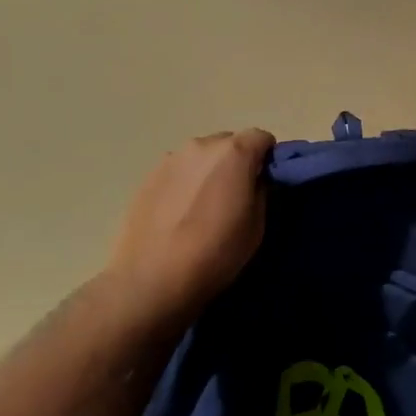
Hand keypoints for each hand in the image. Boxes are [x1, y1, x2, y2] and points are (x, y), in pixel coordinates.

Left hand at [106, 129, 275, 315]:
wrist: (152, 279)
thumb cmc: (215, 253)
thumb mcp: (257, 226)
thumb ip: (261, 191)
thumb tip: (255, 180)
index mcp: (233, 153)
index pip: (261, 137)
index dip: (268, 158)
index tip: (266, 182)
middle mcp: (201, 145)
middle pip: (229, 142)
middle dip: (237, 162)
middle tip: (235, 195)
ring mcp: (170, 158)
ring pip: (201, 156)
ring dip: (209, 171)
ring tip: (203, 205)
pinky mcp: (147, 175)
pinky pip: (178, 170)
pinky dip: (185, 182)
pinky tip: (179, 212)